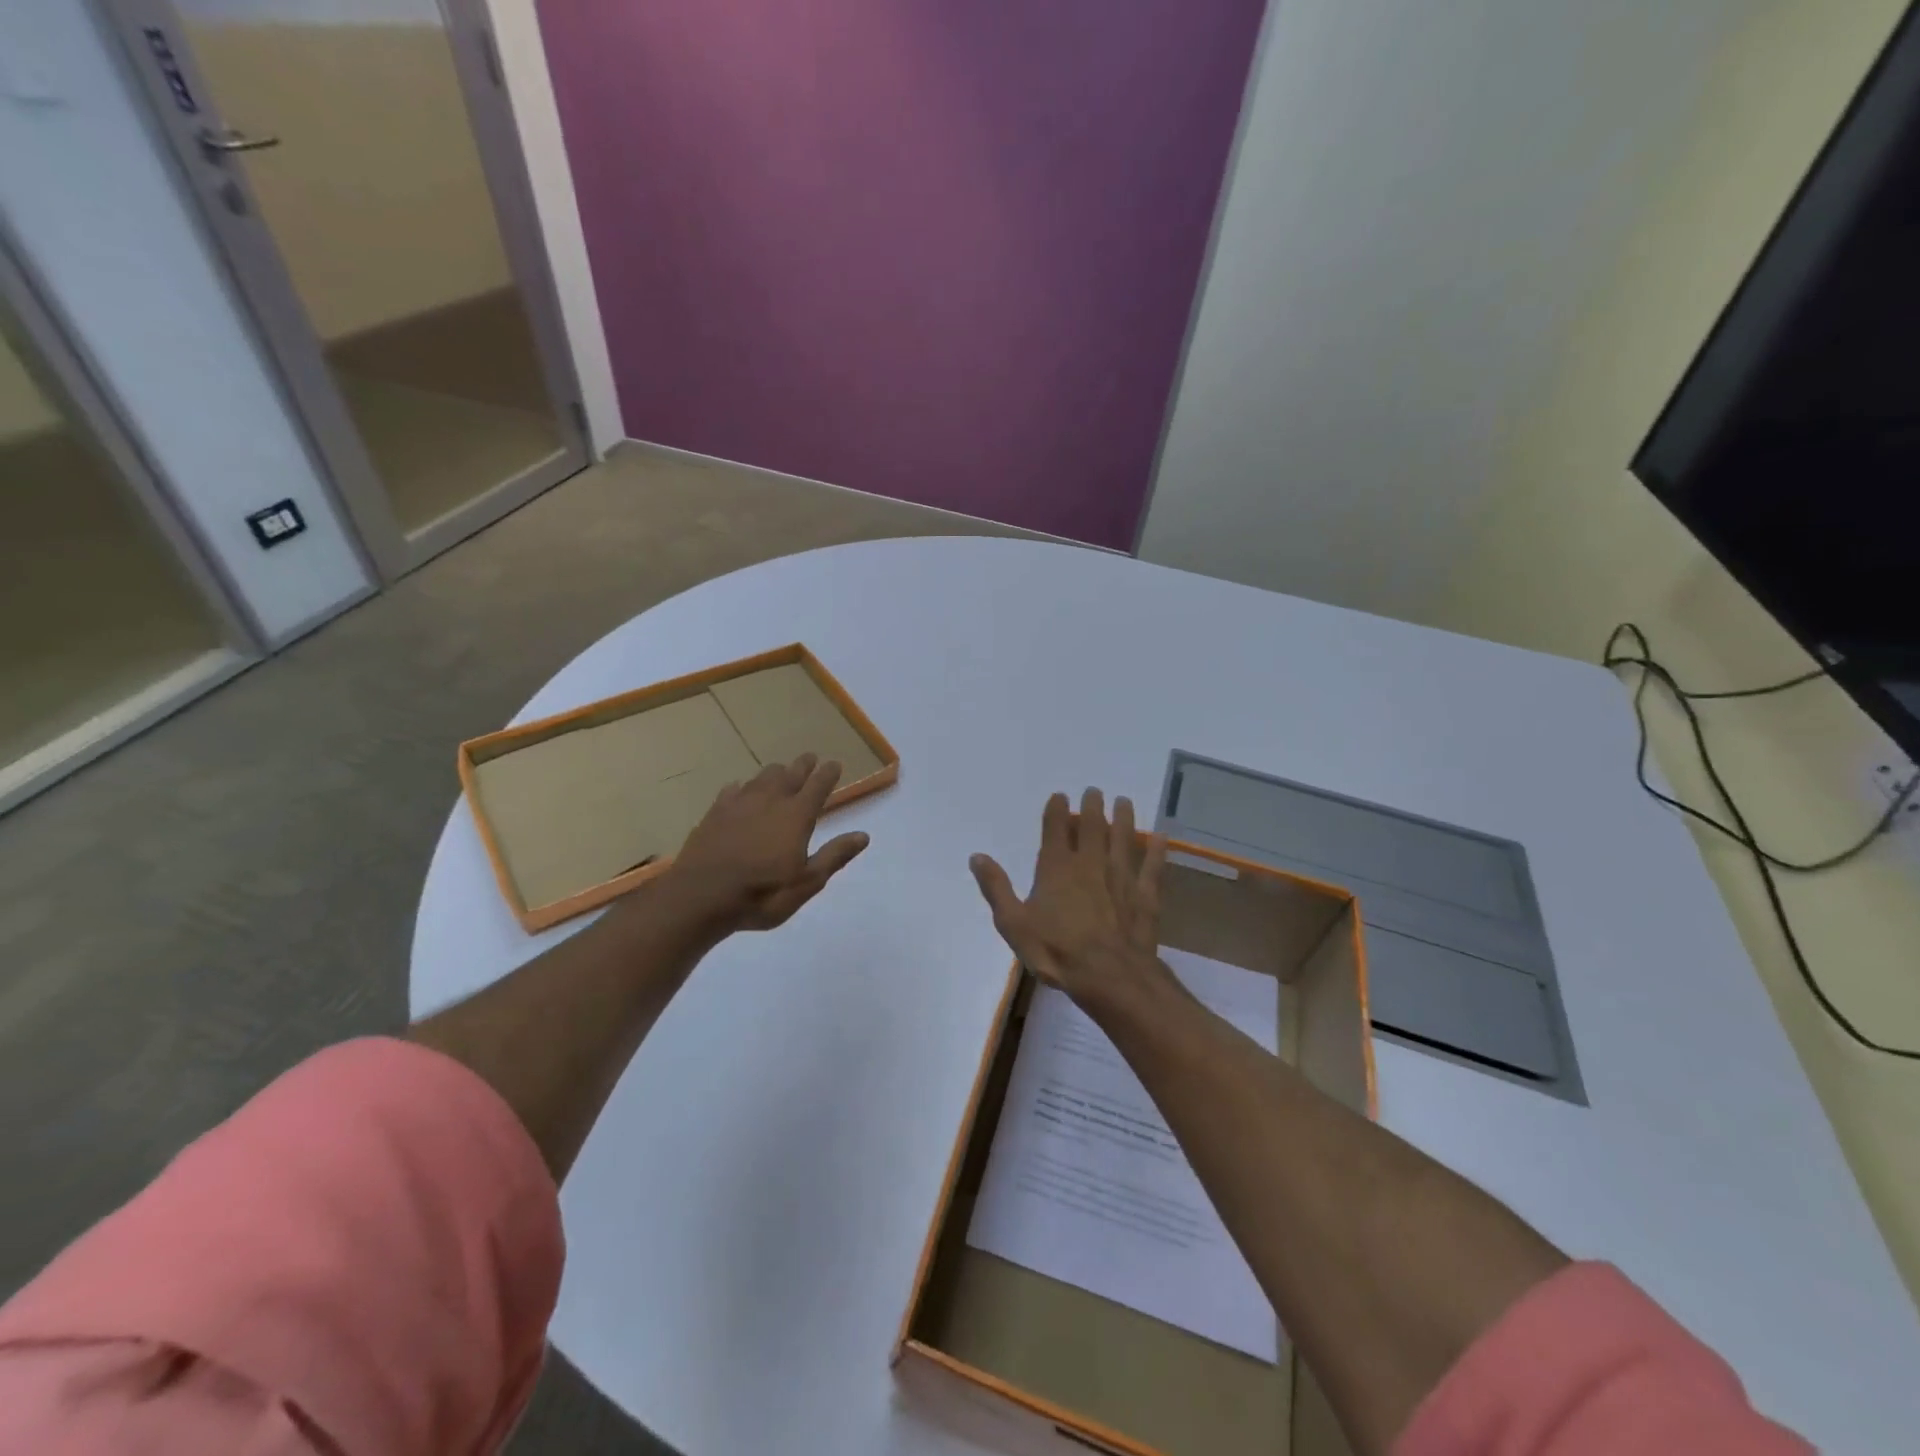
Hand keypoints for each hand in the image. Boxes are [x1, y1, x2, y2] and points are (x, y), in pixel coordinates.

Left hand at [666, 754, 869, 931]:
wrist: (700, 897)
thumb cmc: (762, 894)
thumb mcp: (807, 882)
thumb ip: (834, 856)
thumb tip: (863, 835)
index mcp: (796, 816)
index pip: (818, 786)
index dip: (828, 774)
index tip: (835, 764)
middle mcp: (770, 801)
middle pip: (789, 775)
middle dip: (802, 765)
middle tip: (809, 758)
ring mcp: (739, 805)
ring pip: (761, 778)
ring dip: (774, 773)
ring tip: (779, 771)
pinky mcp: (714, 814)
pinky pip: (732, 791)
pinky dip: (742, 787)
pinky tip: (740, 789)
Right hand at [970, 789, 1168, 1005]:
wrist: (1109, 976)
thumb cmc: (1056, 951)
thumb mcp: (1013, 924)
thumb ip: (996, 888)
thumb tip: (977, 856)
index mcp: (1057, 867)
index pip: (1055, 829)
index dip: (1057, 809)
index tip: (1060, 796)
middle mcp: (1090, 863)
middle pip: (1092, 826)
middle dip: (1092, 807)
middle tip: (1094, 791)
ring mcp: (1121, 877)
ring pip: (1123, 838)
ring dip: (1123, 818)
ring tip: (1124, 802)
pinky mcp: (1145, 895)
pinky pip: (1152, 867)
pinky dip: (1157, 851)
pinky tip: (1161, 837)